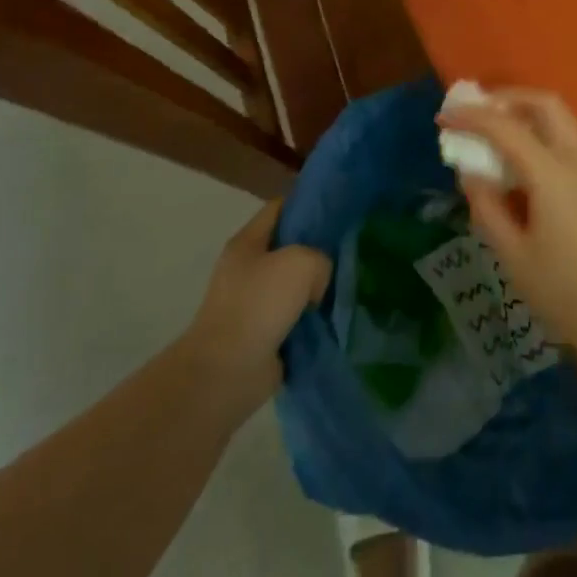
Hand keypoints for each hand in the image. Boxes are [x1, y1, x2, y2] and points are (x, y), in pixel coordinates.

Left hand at [181, 199, 329, 422]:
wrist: (226, 371)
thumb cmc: (259, 305)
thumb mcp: (301, 262)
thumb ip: (320, 258)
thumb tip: (317, 282)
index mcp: (247, 242)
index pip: (280, 208)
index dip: (308, 204)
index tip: (339, 209)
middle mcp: (248, 269)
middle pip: (289, 247)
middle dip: (318, 249)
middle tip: (350, 251)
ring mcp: (253, 303)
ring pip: (295, 285)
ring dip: (317, 289)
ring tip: (348, 286)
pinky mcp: (261, 334)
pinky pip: (294, 317)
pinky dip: (312, 319)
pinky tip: (335, 317)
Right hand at [440, 89, 576, 373]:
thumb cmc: (571, 295)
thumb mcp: (516, 258)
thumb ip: (488, 209)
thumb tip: (470, 172)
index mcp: (552, 172)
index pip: (505, 126)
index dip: (471, 117)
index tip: (443, 117)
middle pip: (545, 104)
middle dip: (507, 98)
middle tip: (476, 112)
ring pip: (560, 121)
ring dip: (526, 116)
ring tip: (493, 138)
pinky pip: (569, 143)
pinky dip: (541, 137)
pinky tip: (522, 167)